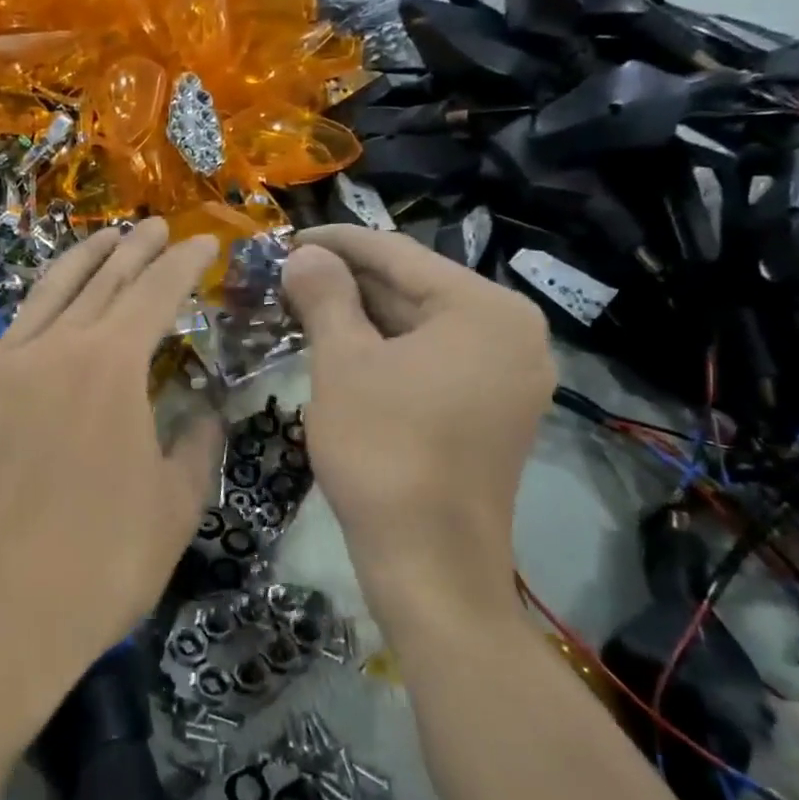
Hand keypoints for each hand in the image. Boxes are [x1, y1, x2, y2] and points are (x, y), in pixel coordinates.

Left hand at [0, 220, 222, 707]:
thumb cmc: (95, 566)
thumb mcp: (174, 509)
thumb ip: (196, 446)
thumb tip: (204, 410)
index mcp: (109, 366)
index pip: (154, 292)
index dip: (182, 263)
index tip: (203, 244)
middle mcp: (52, 350)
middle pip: (100, 281)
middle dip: (134, 250)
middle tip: (157, 228)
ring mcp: (0, 370)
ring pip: (46, 295)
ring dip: (81, 263)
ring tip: (104, 241)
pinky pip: (13, 331)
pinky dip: (41, 306)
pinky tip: (50, 310)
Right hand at [282, 225, 553, 619]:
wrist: (429, 562)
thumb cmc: (382, 451)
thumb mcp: (342, 364)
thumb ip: (325, 296)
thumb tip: (304, 255)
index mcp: (485, 309)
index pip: (399, 254)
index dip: (336, 242)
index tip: (286, 237)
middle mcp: (512, 333)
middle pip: (415, 288)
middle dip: (348, 281)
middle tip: (287, 276)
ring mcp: (508, 375)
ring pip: (421, 326)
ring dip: (362, 316)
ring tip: (303, 307)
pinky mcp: (493, 410)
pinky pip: (432, 360)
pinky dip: (386, 350)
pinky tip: (341, 346)